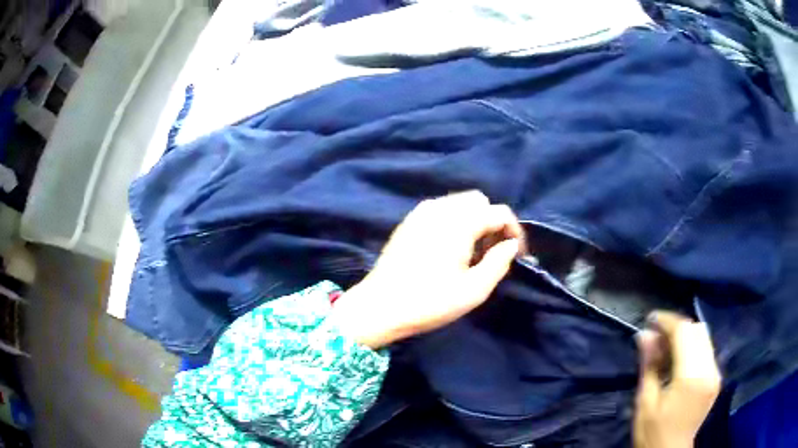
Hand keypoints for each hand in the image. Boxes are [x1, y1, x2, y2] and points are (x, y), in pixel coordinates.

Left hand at [330, 191, 523, 348]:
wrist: (380, 306)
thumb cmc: (430, 301)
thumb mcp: (474, 290)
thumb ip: (500, 262)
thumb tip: (511, 245)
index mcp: (460, 221)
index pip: (499, 212)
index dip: (514, 230)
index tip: (516, 253)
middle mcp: (440, 208)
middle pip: (478, 201)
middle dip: (492, 221)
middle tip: (493, 251)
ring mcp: (421, 212)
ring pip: (459, 203)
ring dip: (474, 220)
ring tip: (473, 252)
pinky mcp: (408, 221)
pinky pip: (440, 210)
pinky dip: (454, 221)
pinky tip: (450, 248)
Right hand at [634, 312, 721, 447]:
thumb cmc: (653, 432)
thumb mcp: (645, 402)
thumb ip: (649, 365)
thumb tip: (644, 334)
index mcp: (691, 376)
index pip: (684, 332)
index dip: (667, 321)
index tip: (650, 319)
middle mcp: (709, 369)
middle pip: (697, 330)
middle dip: (676, 326)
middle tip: (656, 335)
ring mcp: (715, 373)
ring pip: (704, 337)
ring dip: (685, 335)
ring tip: (665, 346)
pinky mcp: (716, 378)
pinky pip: (706, 350)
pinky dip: (692, 346)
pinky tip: (678, 358)